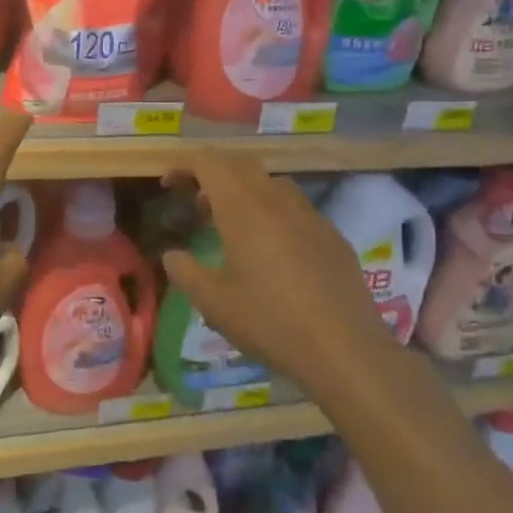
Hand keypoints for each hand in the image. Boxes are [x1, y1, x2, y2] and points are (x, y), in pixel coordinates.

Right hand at [160, 154, 397, 399]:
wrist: (345, 349)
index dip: (184, 165)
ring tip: (233, 225)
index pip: (209, 163)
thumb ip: (185, 272)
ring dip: (245, 191)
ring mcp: (310, 215)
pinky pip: (296, 207)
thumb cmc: (270, 323)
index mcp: (244, 209)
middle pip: (240, 166)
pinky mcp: (332, 235)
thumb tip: (172, 254)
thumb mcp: (214, 303)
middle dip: (214, 176)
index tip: (168, 184)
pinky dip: (273, 212)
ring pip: (271, 183)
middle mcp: (277, 200)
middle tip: (197, 205)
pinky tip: (273, 251)